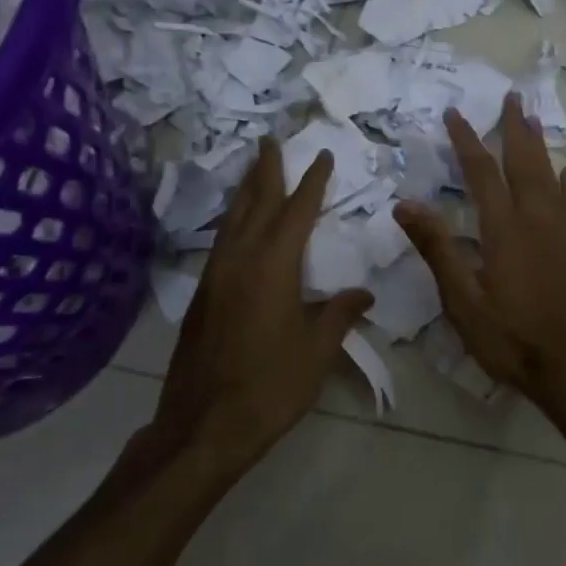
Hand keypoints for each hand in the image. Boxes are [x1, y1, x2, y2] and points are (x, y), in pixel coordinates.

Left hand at [153, 138, 372, 479]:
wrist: (204, 425)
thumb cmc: (270, 386)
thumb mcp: (317, 351)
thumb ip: (339, 314)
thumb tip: (363, 293)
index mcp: (273, 266)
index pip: (296, 211)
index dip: (311, 182)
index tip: (321, 156)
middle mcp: (240, 260)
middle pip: (255, 203)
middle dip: (267, 171)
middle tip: (271, 141)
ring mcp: (215, 276)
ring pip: (232, 220)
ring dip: (246, 191)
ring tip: (255, 170)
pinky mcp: (202, 296)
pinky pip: (221, 242)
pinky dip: (234, 222)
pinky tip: (238, 227)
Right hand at [396, 93, 565, 411]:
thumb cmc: (511, 338)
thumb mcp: (462, 300)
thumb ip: (437, 249)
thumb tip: (405, 203)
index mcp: (504, 229)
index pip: (482, 172)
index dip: (466, 140)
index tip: (454, 113)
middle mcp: (537, 220)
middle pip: (524, 162)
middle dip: (514, 128)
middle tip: (512, 96)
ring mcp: (563, 233)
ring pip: (550, 176)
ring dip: (539, 145)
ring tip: (533, 119)